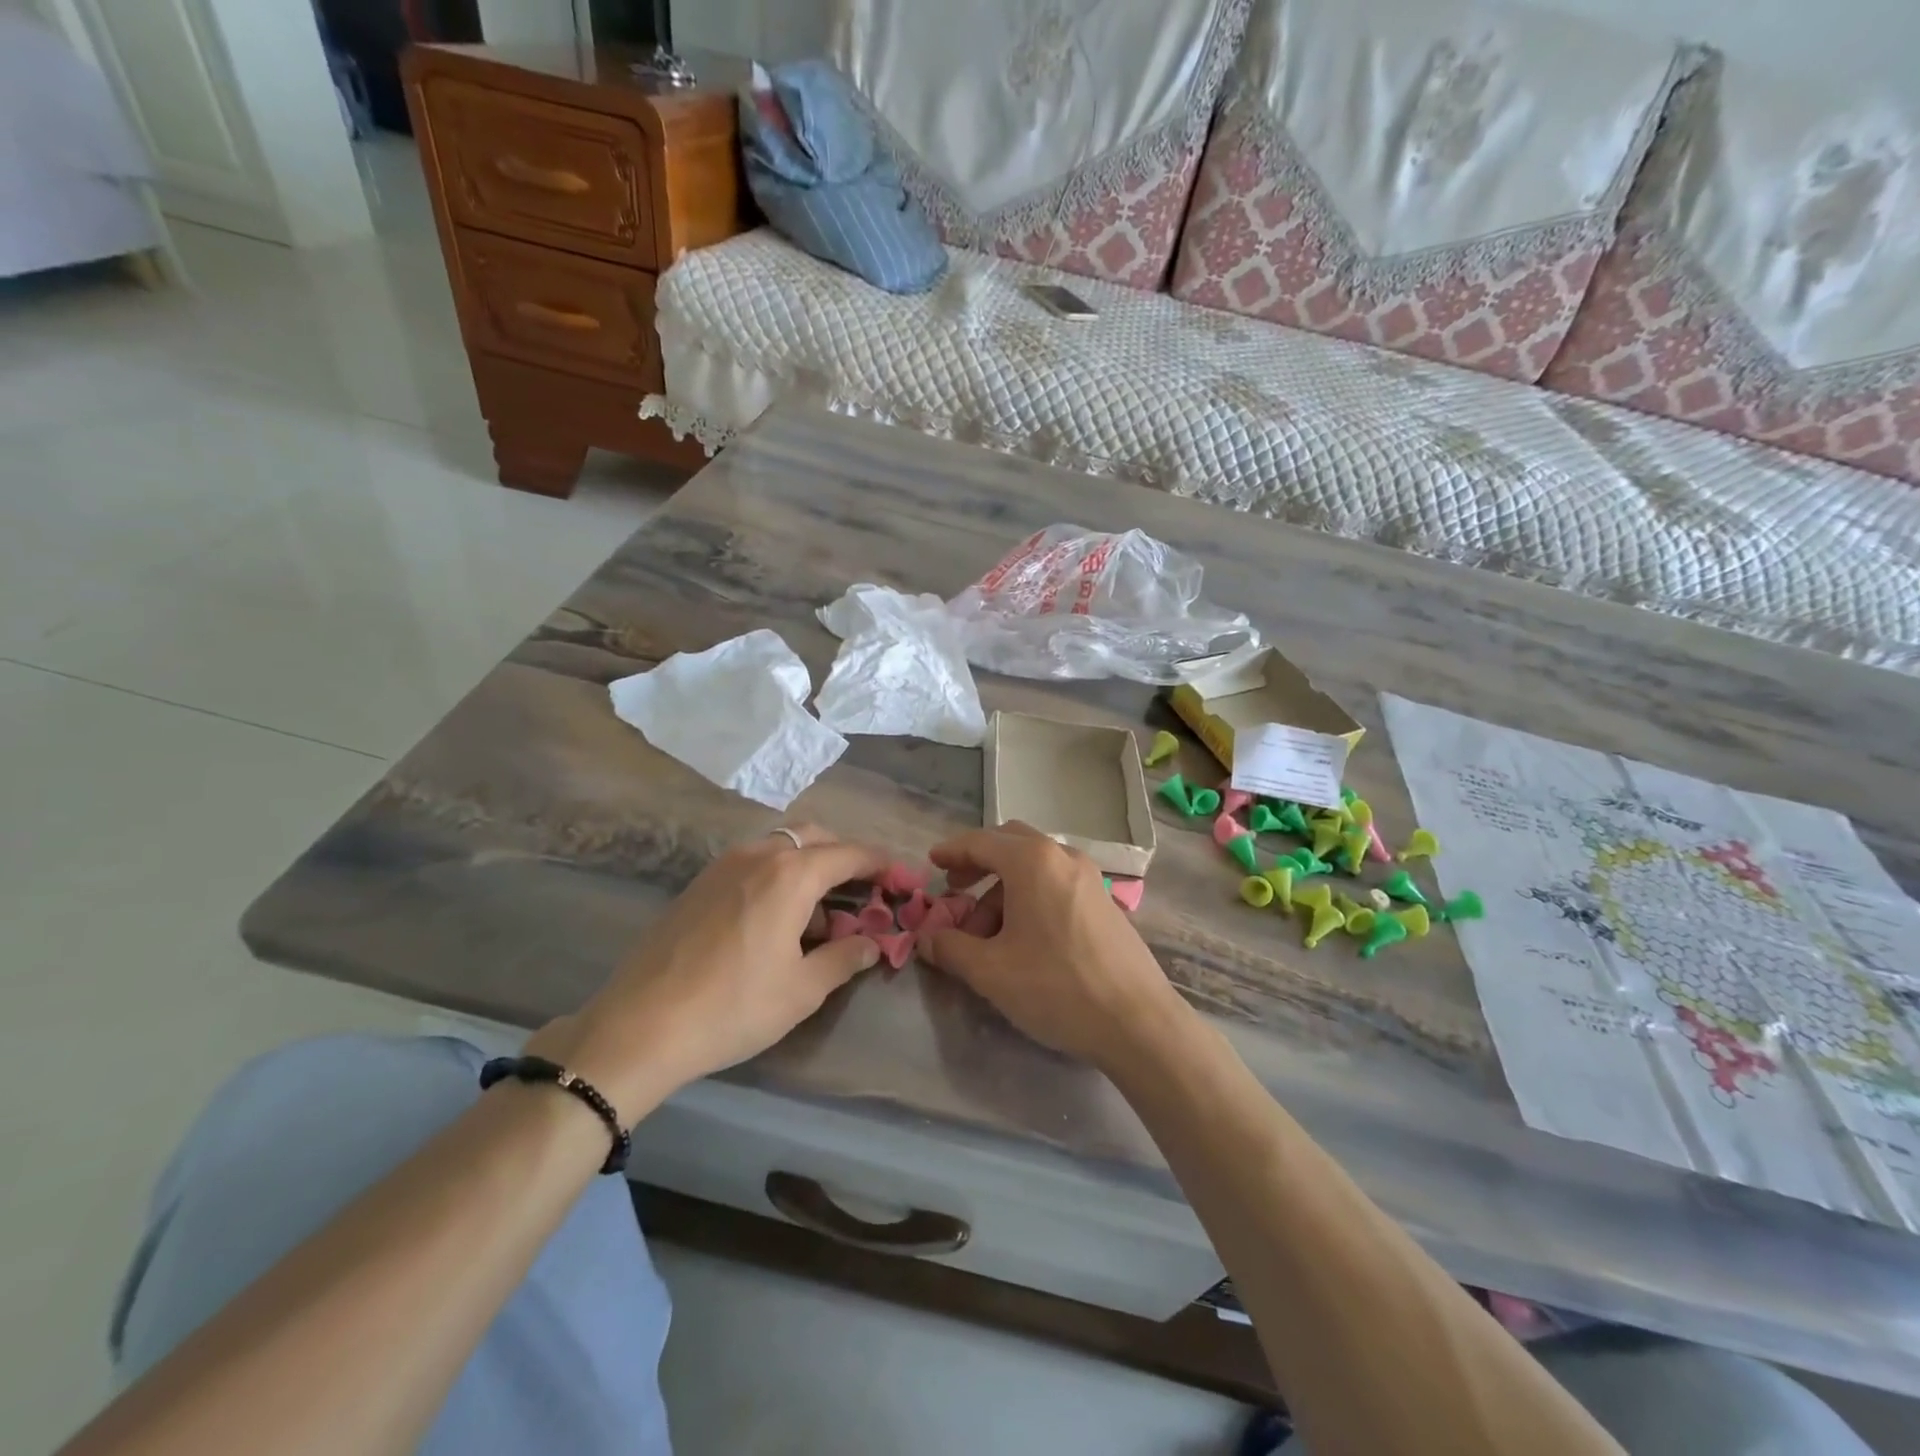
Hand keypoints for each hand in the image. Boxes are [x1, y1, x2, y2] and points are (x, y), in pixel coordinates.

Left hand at [527, 825, 888, 1121]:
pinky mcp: (699, 883)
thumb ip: (844, 959)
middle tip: (865, 892)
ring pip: (781, 846)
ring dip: (810, 866)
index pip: (850, 853)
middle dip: (846, 857)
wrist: (640, 1025)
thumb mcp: (802, 990)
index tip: (903, 878)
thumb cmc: (734, 1007)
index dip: (882, 864)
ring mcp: (723, 865)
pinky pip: (754, 863)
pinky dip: (779, 875)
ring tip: (821, 914)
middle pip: (815, 837)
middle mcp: (759, 855)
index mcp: (791, 874)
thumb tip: (871, 944)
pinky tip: (778, 920)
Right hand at [921, 822, 1188, 1070]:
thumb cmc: (1056, 987)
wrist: (1137, 1022)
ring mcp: (1089, 878)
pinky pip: (1056, 883)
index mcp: (1032, 862)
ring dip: (1003, 888)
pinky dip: (1030, 896)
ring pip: (1034, 866)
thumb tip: (927, 939)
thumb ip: (950, 948)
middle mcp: (1063, 857)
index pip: (981, 842)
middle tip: (956, 889)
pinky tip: (1023, 939)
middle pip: (1011, 844)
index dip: (952, 851)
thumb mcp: (991, 971)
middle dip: (979, 863)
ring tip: (986, 934)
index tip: (932, 863)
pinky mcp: (1104, 902)